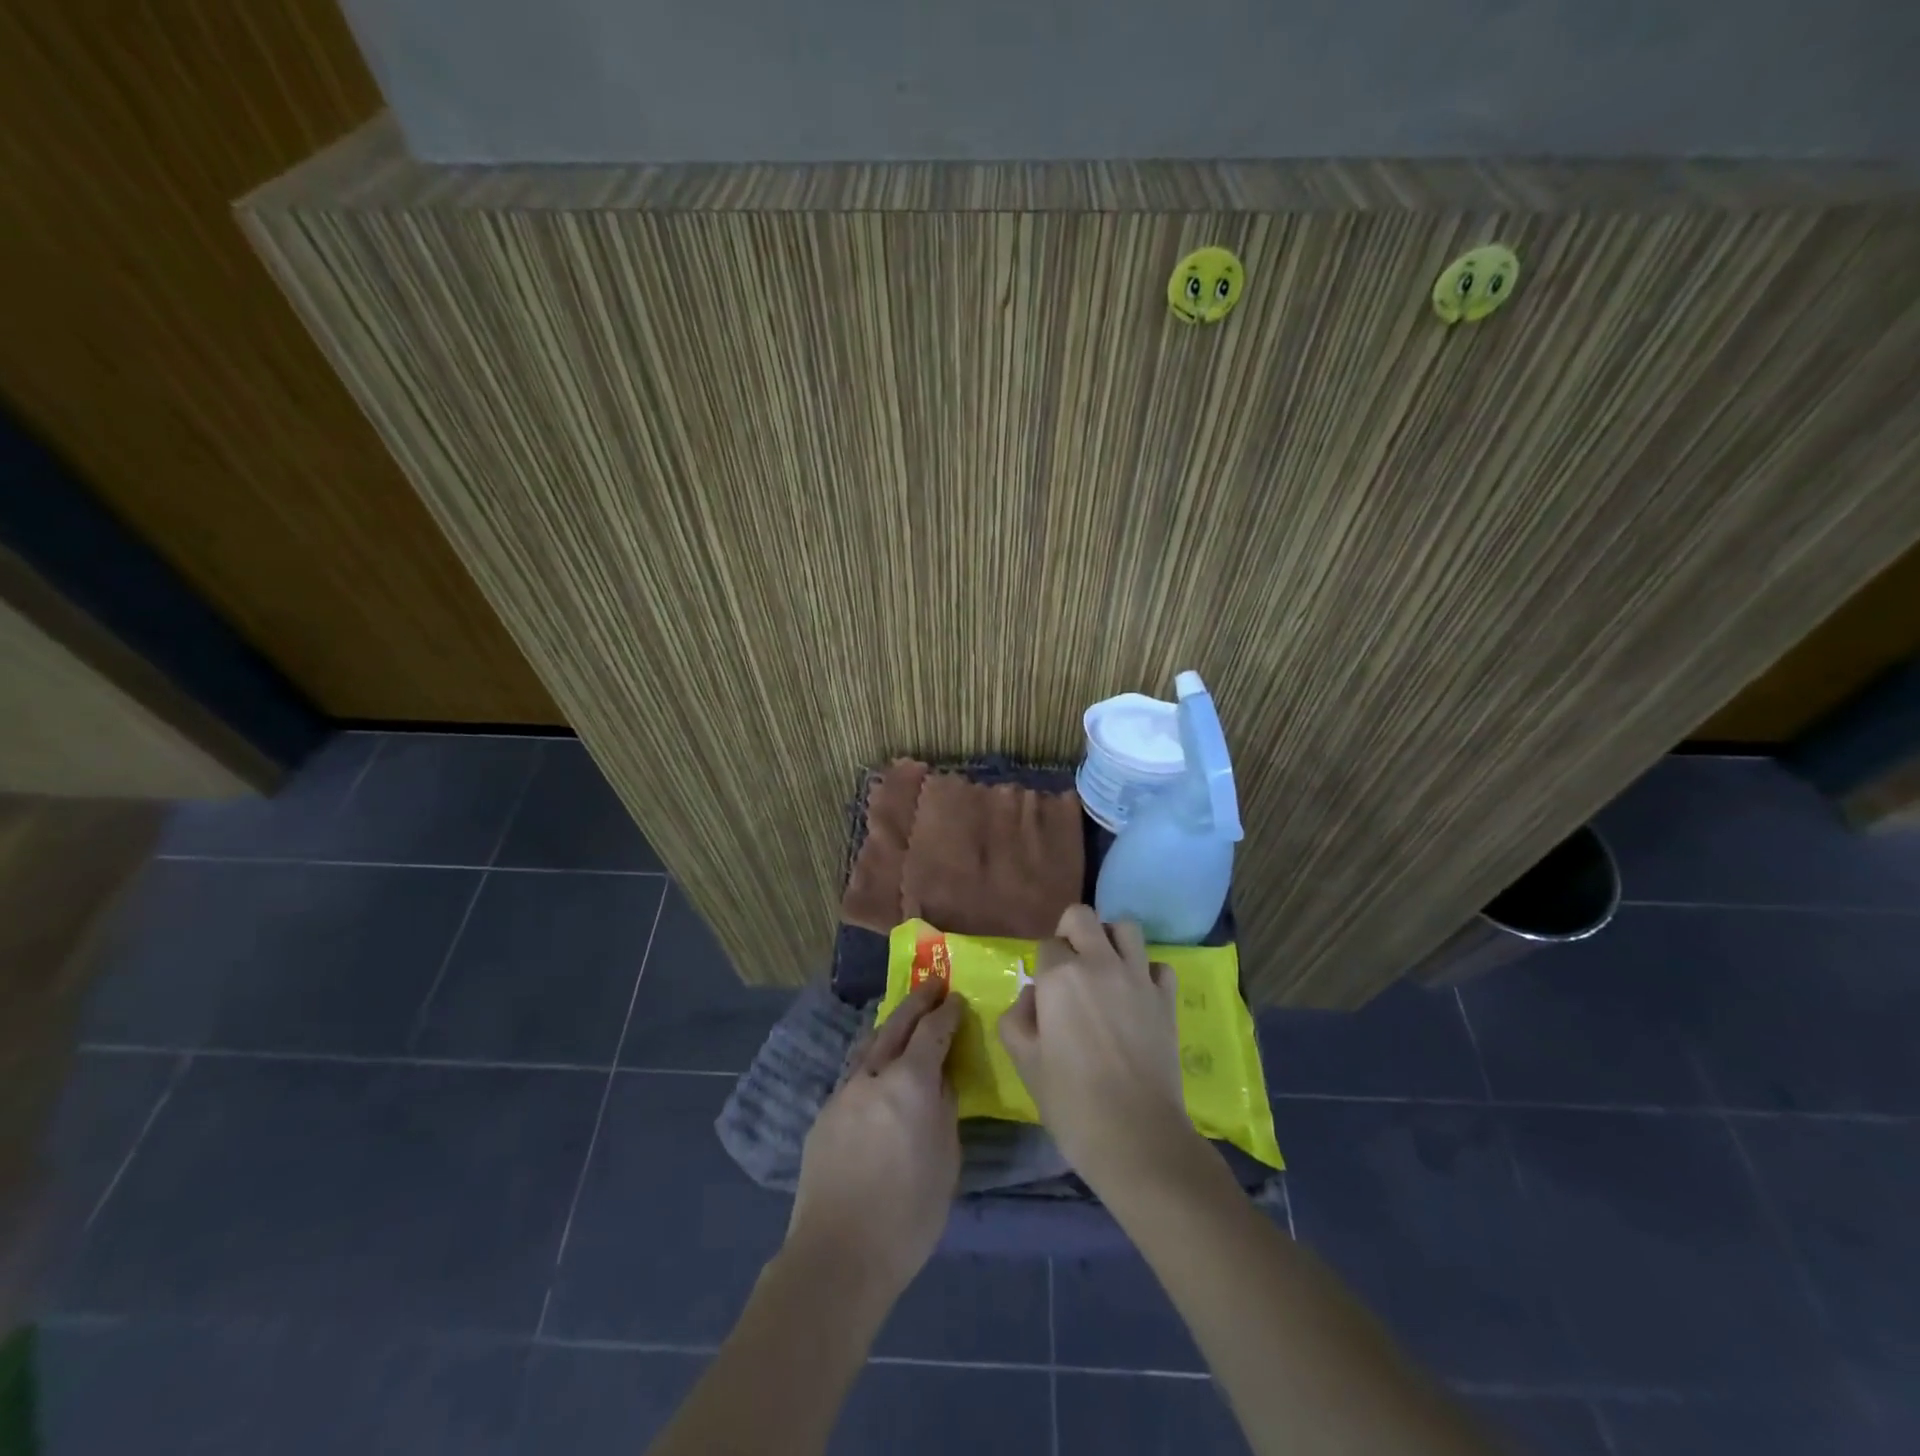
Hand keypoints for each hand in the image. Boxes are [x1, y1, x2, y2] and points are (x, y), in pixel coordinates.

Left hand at [785, 980, 962, 1307]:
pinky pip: (855, 1074)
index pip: (932, 1032)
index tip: (957, 997)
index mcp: (910, 1083)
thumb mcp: (946, 1160)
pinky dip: (872, 1060)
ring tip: (904, 1018)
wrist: (838, 1255)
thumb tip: (941, 1082)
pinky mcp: (825, 1115)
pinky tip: (877, 1072)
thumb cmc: (908, 1214)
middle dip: (917, 1002)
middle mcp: (874, 1076)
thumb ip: (944, 1111)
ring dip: (891, 1026)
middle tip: (933, 984)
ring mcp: (844, 1093)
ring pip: (870, 1046)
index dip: (946, 1012)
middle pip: (897, 1025)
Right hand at [999, 904, 1198, 1196]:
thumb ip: (1018, 1018)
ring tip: (1104, 969)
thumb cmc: (1071, 1101)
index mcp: (1060, 975)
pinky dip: (1146, 972)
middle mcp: (1099, 963)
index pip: (1046, 944)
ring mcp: (1138, 978)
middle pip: (1083, 916)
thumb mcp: (1024, 1061)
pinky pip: (1158, 965)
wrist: (1136, 1135)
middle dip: (1071, 932)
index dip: (1042, 965)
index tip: (1044, 992)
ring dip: (1111, 940)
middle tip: (1069, 966)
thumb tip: (1034, 996)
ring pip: (1126, 928)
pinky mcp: (1166, 999)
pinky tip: (1136, 995)